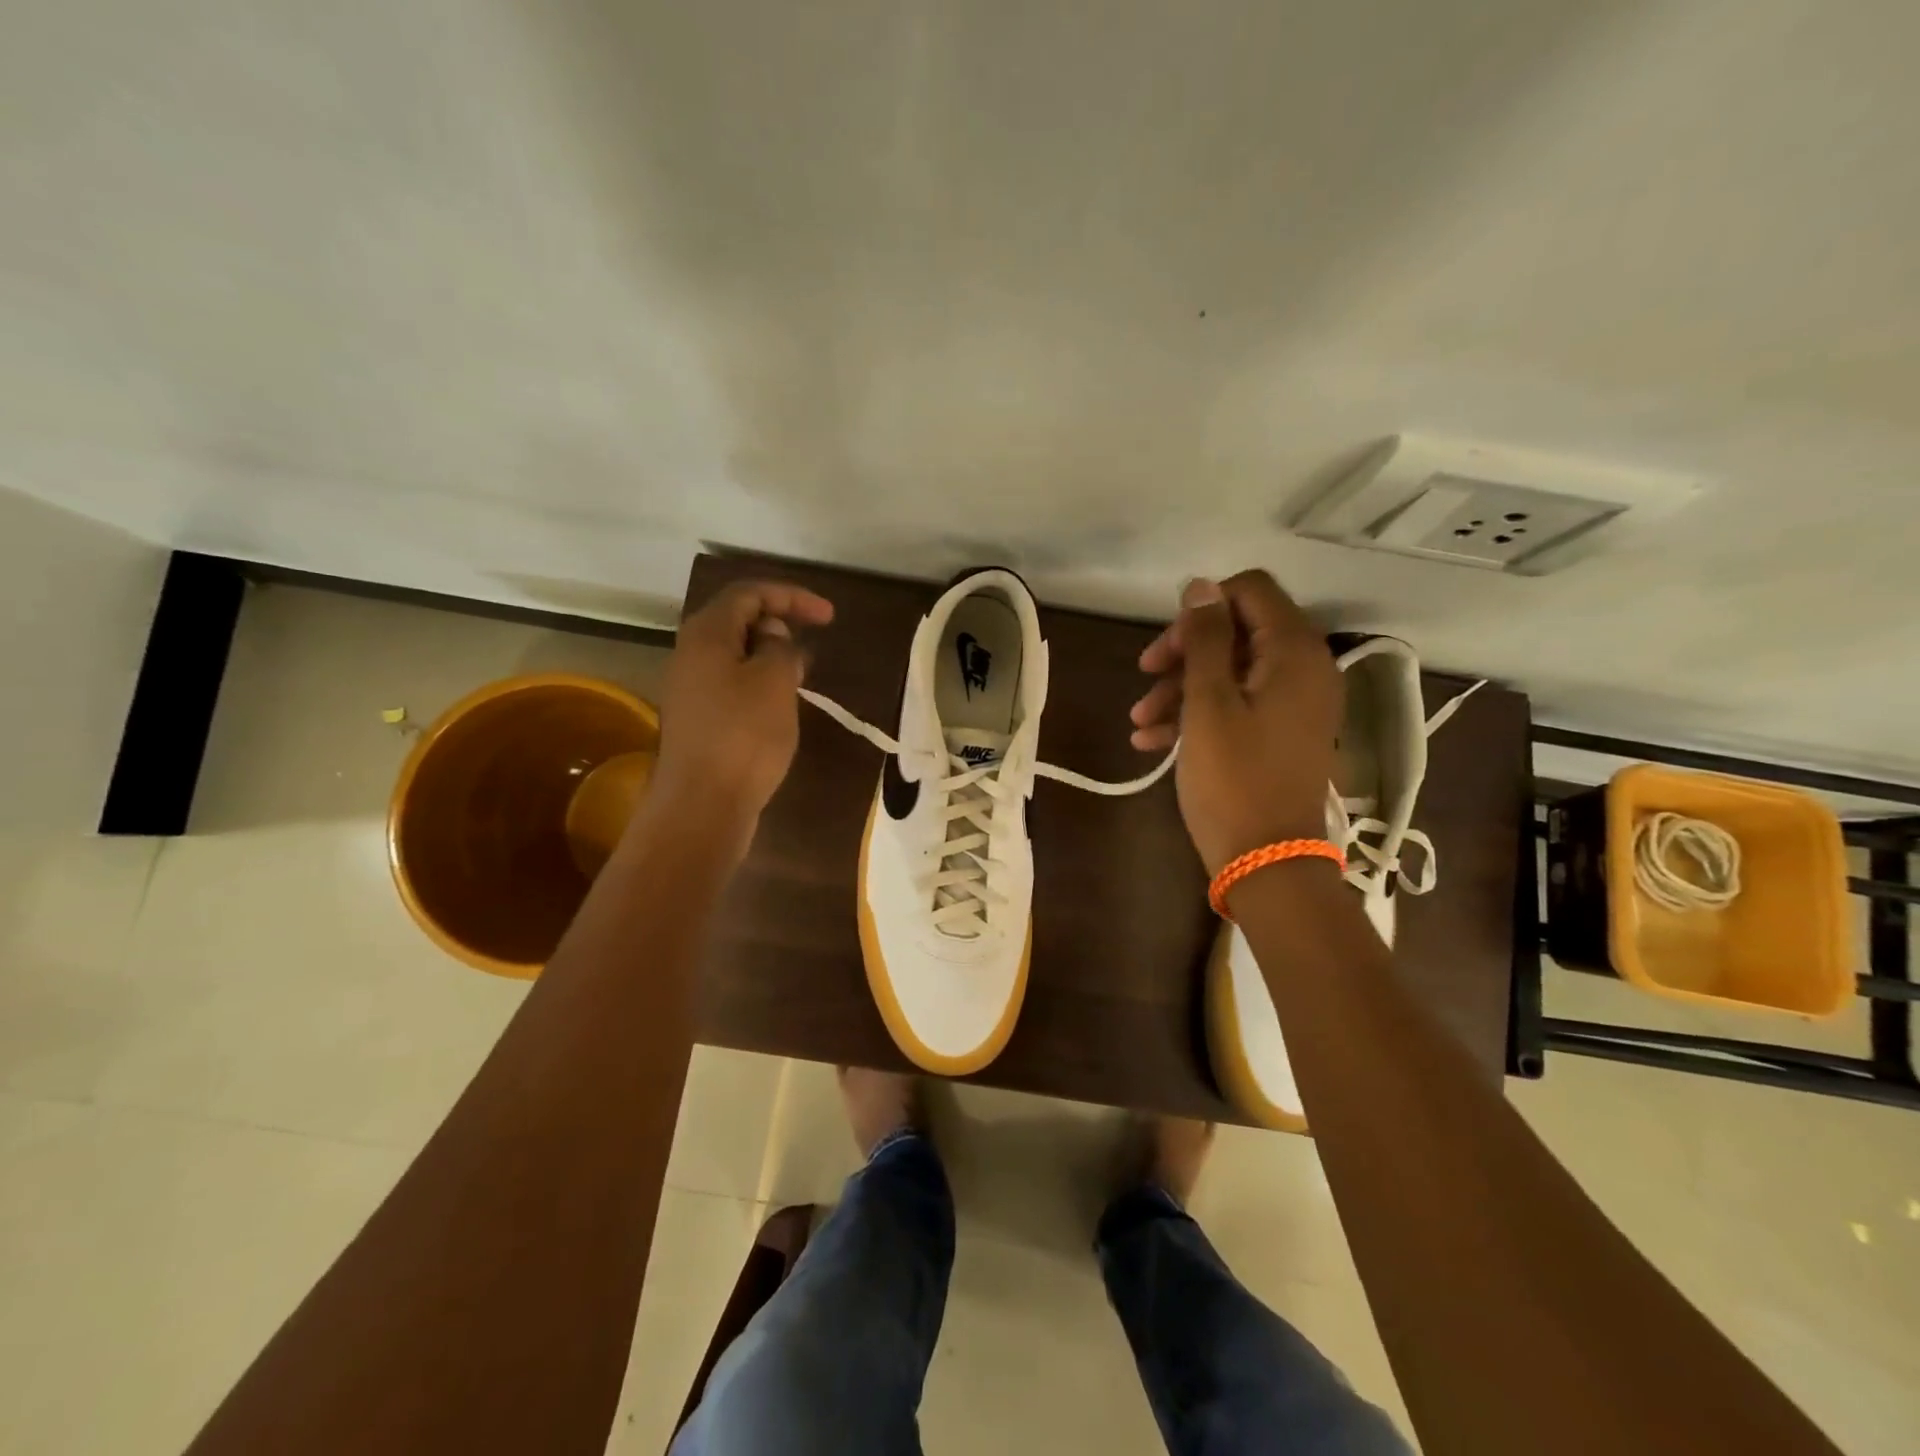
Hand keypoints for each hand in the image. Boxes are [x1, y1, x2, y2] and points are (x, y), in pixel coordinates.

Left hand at [647, 580, 834, 851]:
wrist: (702, 806)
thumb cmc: (743, 736)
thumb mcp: (774, 682)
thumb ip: (779, 647)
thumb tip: (773, 638)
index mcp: (706, 634)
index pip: (749, 593)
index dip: (791, 596)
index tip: (829, 617)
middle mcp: (691, 654)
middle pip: (738, 621)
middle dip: (779, 625)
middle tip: (810, 648)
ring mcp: (691, 688)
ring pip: (736, 655)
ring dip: (771, 658)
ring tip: (801, 677)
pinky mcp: (698, 719)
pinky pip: (732, 684)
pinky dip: (759, 683)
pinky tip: (780, 706)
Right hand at [1129, 572, 1341, 875]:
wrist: (1267, 861)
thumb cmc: (1234, 779)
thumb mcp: (1209, 703)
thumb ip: (1207, 639)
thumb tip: (1201, 585)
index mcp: (1294, 652)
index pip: (1251, 591)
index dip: (1203, 607)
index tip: (1168, 643)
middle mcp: (1304, 669)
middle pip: (1238, 632)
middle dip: (1185, 652)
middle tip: (1145, 676)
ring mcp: (1294, 703)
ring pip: (1231, 672)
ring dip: (1181, 688)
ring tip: (1139, 722)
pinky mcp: (1280, 732)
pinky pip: (1237, 705)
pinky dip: (1196, 714)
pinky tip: (1152, 741)